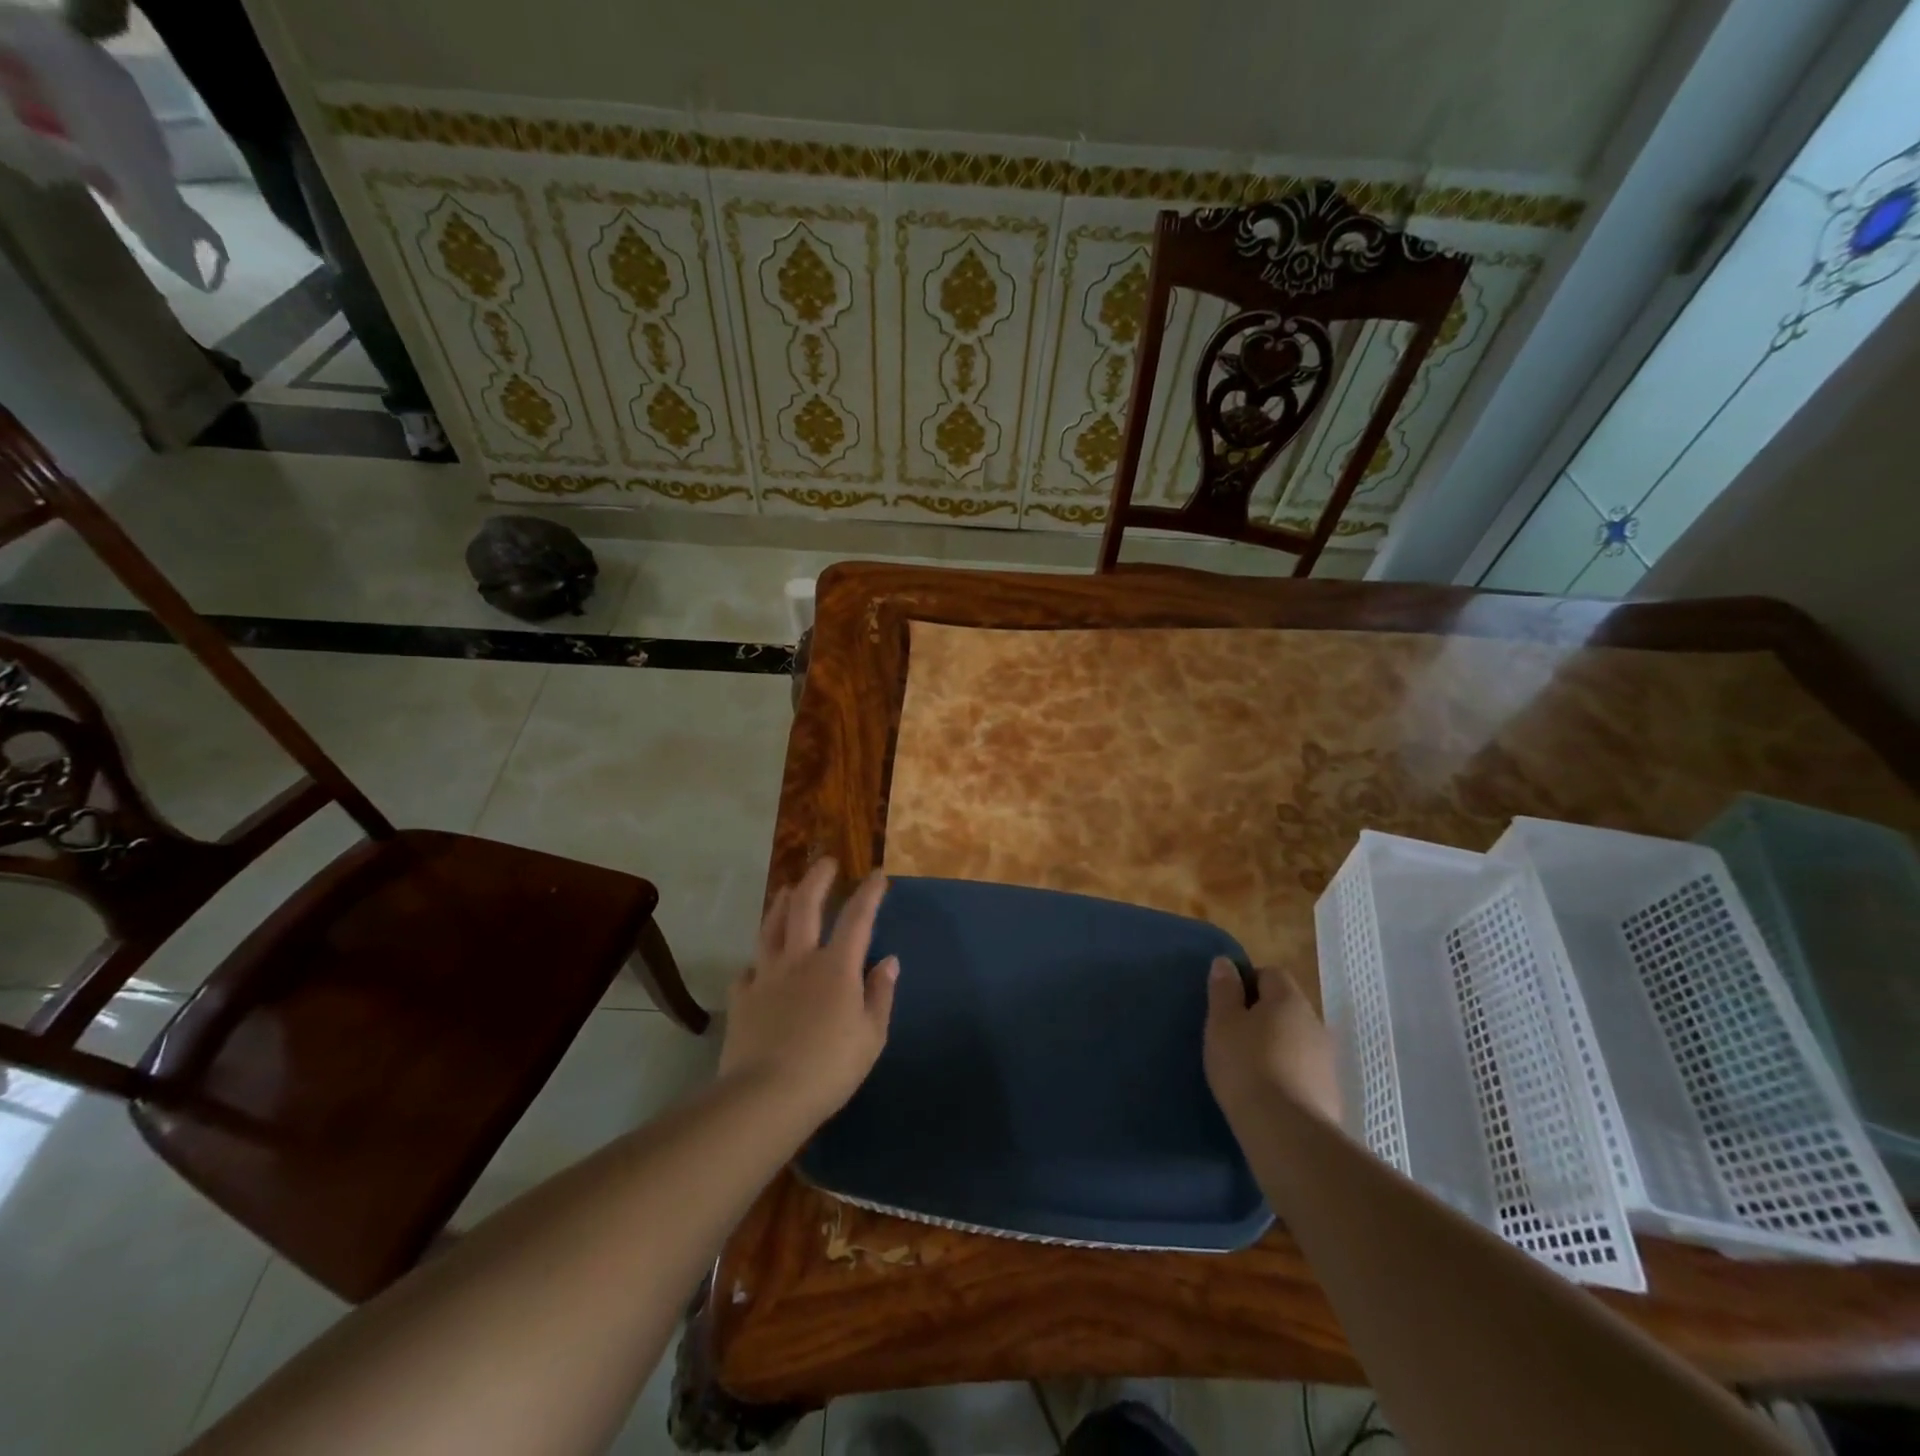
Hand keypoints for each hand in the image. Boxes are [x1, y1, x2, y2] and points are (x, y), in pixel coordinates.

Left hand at [719, 859, 898, 1122]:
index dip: (869, 894)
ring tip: (788, 889)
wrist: (766, 1096)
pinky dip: (757, 962)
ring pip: (772, 927)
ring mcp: (766, 976)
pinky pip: (748, 970)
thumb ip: (880, 994)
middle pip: (806, 906)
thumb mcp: (871, 1036)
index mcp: (836, 967)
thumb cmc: (830, 1068)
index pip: (857, 918)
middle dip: (818, 879)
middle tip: (826, 862)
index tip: (877, 875)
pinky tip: (758, 964)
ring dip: (782, 904)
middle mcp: (800, 960)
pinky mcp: (742, 998)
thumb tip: (888, 961)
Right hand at [1203, 959, 1341, 1129]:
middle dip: (1262, 1016)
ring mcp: (1327, 1060)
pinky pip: (1304, 1071)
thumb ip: (1224, 990)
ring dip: (1276, 1046)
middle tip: (1234, 1036)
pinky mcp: (1331, 1093)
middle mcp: (1315, 1022)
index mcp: (1288, 999)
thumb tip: (1226, 962)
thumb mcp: (1222, 1022)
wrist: (1287, 1133)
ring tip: (1249, 1068)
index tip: (1227, 1005)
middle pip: (1286, 1007)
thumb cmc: (1246, 1065)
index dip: (1247, 982)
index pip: (1270, 973)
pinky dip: (1288, 1074)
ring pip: (1297, 1040)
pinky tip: (1268, 1093)